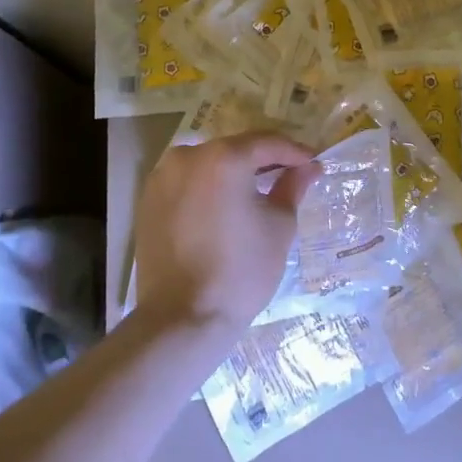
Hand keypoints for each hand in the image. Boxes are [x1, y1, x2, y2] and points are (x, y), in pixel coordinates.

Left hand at [133, 132, 317, 334]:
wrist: (183, 318)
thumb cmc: (241, 270)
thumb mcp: (279, 226)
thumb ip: (292, 187)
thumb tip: (308, 169)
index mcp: (224, 158)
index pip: (267, 142)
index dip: (295, 152)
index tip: (313, 164)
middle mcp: (188, 156)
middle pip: (236, 149)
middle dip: (264, 160)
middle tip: (290, 174)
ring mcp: (162, 177)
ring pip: (209, 163)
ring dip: (234, 172)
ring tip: (258, 190)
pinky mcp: (148, 201)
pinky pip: (188, 181)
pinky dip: (209, 186)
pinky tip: (226, 206)